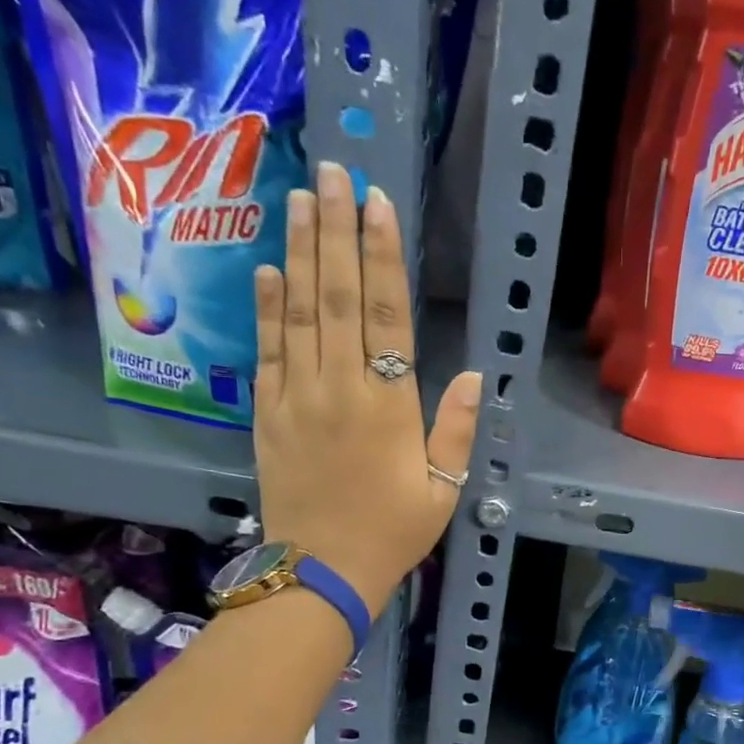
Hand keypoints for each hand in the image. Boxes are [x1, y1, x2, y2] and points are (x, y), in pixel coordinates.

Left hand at [252, 162, 482, 608]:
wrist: (321, 572)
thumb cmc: (392, 533)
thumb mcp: (443, 491)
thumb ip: (457, 431)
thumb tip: (476, 375)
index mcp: (389, 406)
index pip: (387, 316)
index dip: (383, 257)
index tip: (377, 204)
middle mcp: (340, 388)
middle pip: (338, 297)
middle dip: (336, 232)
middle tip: (331, 172)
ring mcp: (297, 398)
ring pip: (299, 312)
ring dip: (301, 252)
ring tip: (301, 199)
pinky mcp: (267, 414)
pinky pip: (268, 350)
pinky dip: (268, 307)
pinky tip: (269, 268)